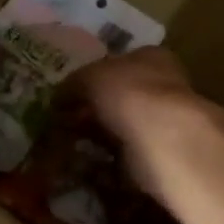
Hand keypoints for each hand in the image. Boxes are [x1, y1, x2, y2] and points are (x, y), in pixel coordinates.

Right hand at [74, 47, 209, 195]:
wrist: (164, 141)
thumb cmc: (129, 94)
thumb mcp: (91, 76)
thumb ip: (74, 83)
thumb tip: (59, 96)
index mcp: (151, 57)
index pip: (119, 62)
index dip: (92, 77)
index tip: (69, 94)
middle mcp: (162, 86)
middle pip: (120, 96)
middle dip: (93, 110)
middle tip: (64, 121)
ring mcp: (164, 123)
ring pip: (122, 128)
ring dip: (99, 137)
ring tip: (69, 145)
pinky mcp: (161, 155)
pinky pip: (125, 157)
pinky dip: (106, 162)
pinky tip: (85, 165)